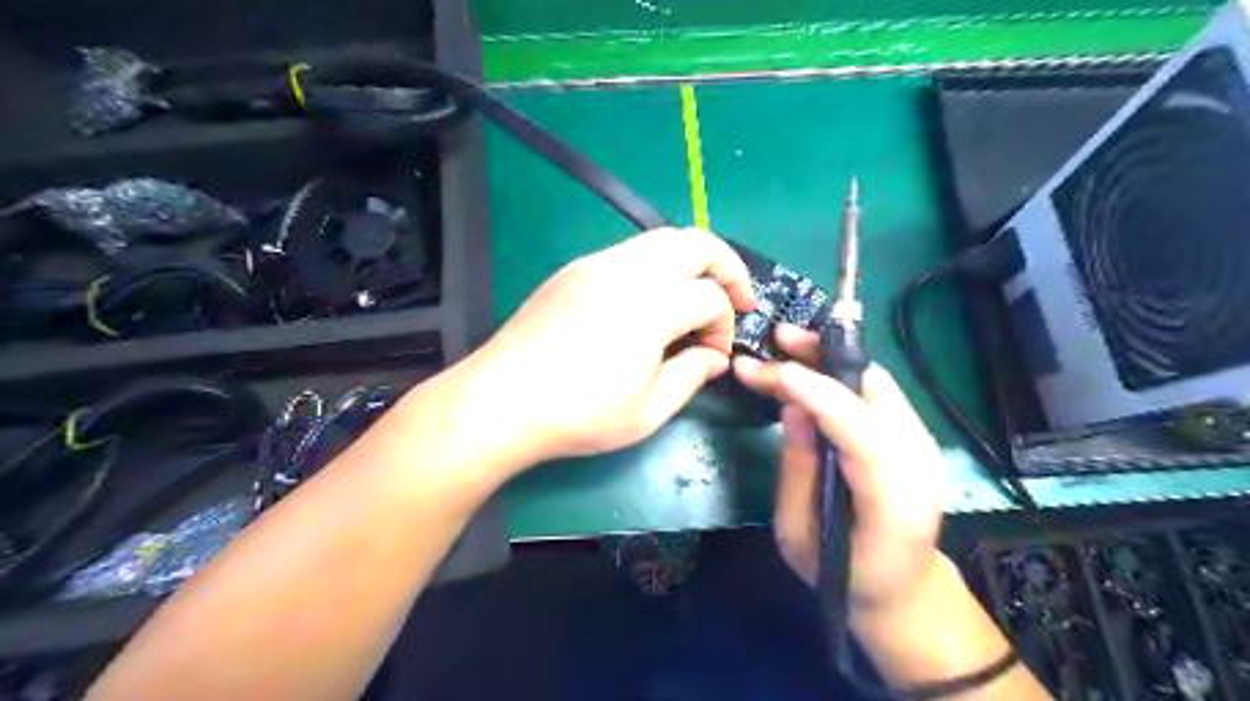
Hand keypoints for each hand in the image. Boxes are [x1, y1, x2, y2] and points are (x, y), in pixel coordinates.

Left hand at [456, 230, 751, 468]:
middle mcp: (627, 270)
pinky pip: (630, 252)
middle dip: (728, 267)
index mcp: (651, 305)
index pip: (711, 297)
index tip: (714, 355)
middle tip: (737, 299)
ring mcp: (596, 263)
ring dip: (691, 262)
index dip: (724, 325)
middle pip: (696, 243)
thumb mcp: (647, 411)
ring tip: (697, 296)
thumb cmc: (578, 414)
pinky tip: (651, 300)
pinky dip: (657, 266)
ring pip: (662, 239)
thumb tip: (714, 357)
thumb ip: (691, 376)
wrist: (501, 401)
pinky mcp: (573, 269)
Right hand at [734, 326, 948, 611]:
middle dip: (824, 356)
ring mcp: (923, 445)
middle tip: (777, 338)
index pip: (861, 431)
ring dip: (831, 356)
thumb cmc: (843, 574)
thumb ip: (798, 468)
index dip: (814, 392)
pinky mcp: (914, 435)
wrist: (901, 589)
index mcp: (895, 502)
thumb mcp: (800, 534)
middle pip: (876, 391)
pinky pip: (876, 392)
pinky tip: (811, 365)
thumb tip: (793, 406)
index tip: (766, 370)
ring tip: (787, 343)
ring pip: (877, 382)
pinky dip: (841, 372)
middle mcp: (920, 462)